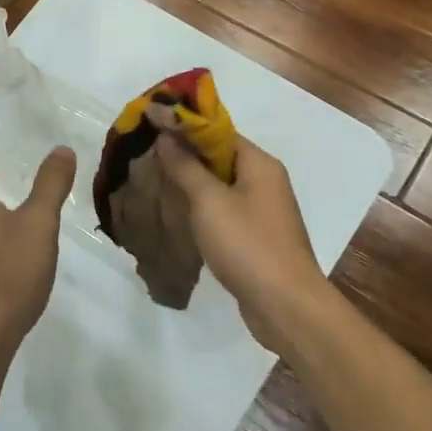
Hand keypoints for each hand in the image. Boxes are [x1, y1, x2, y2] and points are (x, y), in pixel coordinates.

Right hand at [156, 133, 328, 352]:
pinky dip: (201, 206)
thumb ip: (185, 166)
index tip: (151, 124)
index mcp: (259, 163)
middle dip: (184, 153)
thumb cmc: (248, 244)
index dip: (184, 125)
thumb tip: (166, 135)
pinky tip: (177, 213)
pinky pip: (224, 209)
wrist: (285, 306)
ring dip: (191, 181)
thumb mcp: (209, 201)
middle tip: (146, 153)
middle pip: (219, 156)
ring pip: (220, 184)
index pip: (218, 130)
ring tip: (154, 180)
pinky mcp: (256, 236)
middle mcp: (265, 180)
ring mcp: (262, 210)